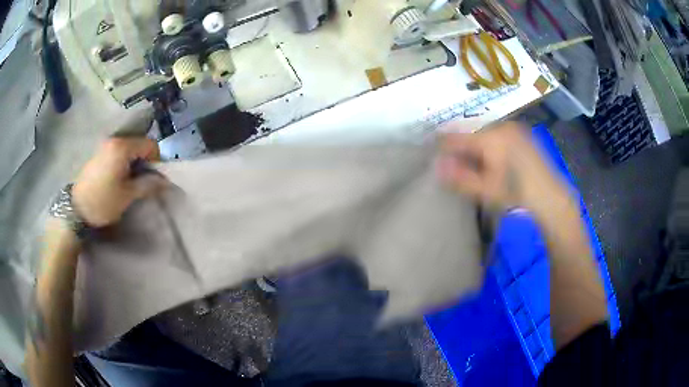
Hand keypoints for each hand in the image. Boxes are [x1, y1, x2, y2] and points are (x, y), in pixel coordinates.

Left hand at [72, 137, 165, 226]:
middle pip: (138, 144)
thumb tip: (165, 181)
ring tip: (128, 180)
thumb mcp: (128, 196)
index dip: (155, 160)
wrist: (76, 209)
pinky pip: (117, 151)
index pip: (149, 144)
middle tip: (141, 181)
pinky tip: (117, 177)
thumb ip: (148, 184)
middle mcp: (113, 140)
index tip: (152, 178)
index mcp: (122, 147)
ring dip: (133, 162)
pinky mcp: (98, 153)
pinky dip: (122, 161)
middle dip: (144, 160)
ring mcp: (104, 145)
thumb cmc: (103, 202)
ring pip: (128, 148)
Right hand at [437, 122, 571, 215]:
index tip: (435, 157)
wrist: (550, 196)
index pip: (456, 137)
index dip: (442, 146)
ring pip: (484, 133)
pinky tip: (494, 160)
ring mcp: (513, 128)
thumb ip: (459, 177)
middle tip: (458, 166)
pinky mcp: (522, 133)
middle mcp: (501, 126)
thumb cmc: (516, 195)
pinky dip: (490, 144)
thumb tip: (436, 166)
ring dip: (476, 146)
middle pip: (471, 133)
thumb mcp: (485, 190)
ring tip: (477, 166)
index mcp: (490, 137)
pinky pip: (497, 133)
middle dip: (462, 148)